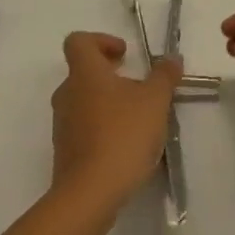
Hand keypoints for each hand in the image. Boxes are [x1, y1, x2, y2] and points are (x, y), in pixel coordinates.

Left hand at [51, 32, 181, 215]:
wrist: (89, 194)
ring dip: (108, 102)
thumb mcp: (155, 100)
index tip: (125, 55)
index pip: (79, 41)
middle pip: (83, 71)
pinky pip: (83, 128)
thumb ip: (164, 75)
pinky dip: (102, 127)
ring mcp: (62, 125)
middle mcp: (67, 94)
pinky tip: (126, 144)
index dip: (101, 40)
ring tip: (137, 118)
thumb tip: (172, 58)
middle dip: (110, 74)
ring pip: (84, 101)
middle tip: (137, 85)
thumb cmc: (123, 135)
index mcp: (85, 73)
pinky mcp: (65, 152)